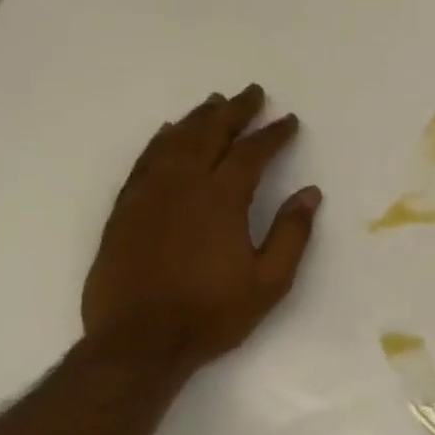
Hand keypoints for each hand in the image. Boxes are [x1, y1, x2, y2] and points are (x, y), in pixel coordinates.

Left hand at [82, 84, 321, 371]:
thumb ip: (291, 233)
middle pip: (209, 134)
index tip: (289, 121)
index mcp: (222, 200)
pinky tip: (167, 133)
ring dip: (197, 118)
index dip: (272, 135)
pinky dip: (160, 141)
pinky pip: (144, 162)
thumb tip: (310, 193)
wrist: (139, 341)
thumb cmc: (213, 313)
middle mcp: (183, 186)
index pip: (251, 154)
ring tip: (214, 102)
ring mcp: (148, 195)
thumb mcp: (270, 281)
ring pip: (173, 142)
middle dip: (234, 111)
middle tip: (252, 93)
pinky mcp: (124, 210)